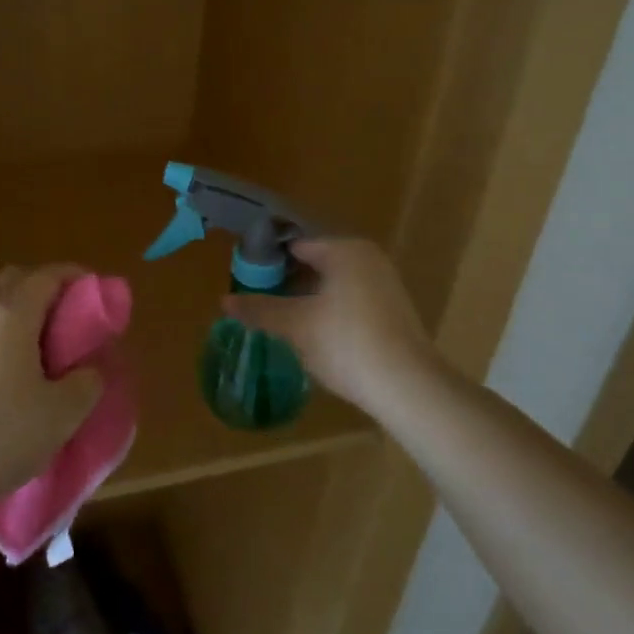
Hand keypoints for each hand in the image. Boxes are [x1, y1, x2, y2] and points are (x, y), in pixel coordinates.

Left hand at [0, 263, 103, 513]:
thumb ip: (86, 383)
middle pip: (16, 281)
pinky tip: (22, 379)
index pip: (48, 276)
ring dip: (27, 319)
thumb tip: (88, 371)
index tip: (100, 295)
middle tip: (74, 320)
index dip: (77, 278)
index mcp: (12, 315)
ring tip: (52, 354)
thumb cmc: (1, 432)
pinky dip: (9, 341)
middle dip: (48, 290)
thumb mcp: (61, 413)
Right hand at [220, 238, 437, 419]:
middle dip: (287, 282)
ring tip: (281, 321)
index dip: (268, 262)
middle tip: (260, 303)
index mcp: (345, 250)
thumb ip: (260, 309)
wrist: (409, 388)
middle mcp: (368, 258)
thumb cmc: (347, 343)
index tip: (246, 282)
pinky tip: (313, 335)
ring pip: (333, 284)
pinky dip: (329, 311)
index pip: (295, 246)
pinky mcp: (394, 311)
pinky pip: (350, 300)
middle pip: (315, 263)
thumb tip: (224, 301)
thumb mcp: (296, 326)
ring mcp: (385, 284)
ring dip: (307, 299)